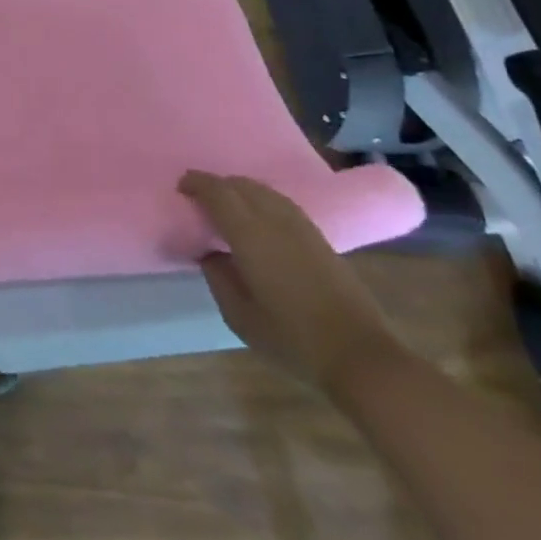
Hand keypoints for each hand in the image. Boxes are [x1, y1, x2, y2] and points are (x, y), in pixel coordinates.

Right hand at [179, 172, 404, 394]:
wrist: (360, 355)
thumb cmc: (292, 338)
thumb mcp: (239, 316)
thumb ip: (218, 278)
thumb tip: (211, 254)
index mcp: (251, 235)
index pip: (219, 193)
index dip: (197, 183)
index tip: (181, 186)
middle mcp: (276, 221)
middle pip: (242, 185)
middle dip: (217, 185)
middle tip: (199, 198)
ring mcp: (302, 228)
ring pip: (264, 191)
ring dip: (241, 190)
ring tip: (226, 206)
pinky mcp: (320, 239)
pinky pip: (281, 204)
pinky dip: (261, 201)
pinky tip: (258, 219)